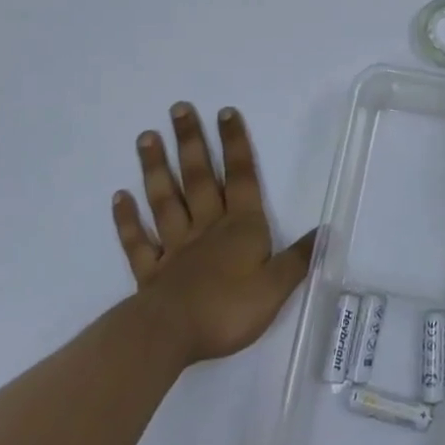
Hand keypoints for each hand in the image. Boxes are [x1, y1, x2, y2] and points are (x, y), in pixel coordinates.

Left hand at [112, 103, 314, 365]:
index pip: (241, 177)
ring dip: (156, 168)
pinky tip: (119, 196)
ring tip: (146, 137)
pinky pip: (138, 240)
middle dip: (191, 142)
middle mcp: (207, 227)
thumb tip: (325, 231)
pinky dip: (128, 218)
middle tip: (178, 109)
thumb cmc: (229, 309)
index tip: (225, 112)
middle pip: (199, 178)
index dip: (235, 145)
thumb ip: (298, 258)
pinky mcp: (150, 272)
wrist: (172, 335)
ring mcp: (175, 247)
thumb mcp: (276, 287)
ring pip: (165, 200)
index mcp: (241, 227)